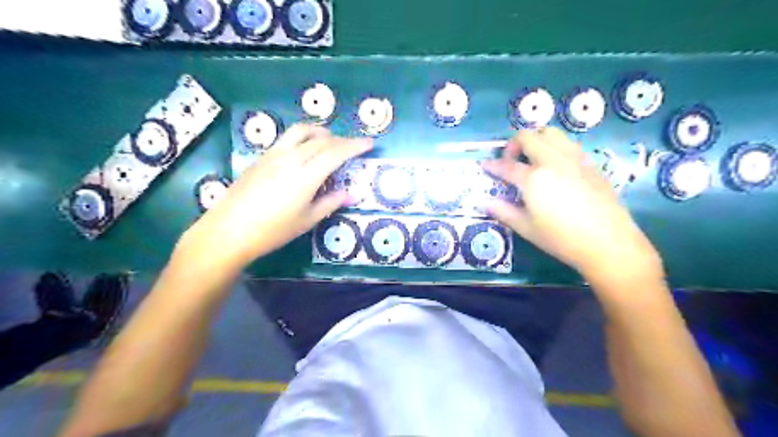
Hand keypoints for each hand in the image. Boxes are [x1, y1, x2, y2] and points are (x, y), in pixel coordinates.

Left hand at [177, 122, 371, 272]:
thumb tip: (351, 193)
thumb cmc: (272, 231)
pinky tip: (305, 152)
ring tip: (329, 142)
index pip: (335, 152)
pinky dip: (304, 138)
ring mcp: (273, 155)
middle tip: (354, 147)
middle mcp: (290, 158)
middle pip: (321, 140)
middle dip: (342, 140)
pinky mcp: (261, 157)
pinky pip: (287, 138)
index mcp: (305, 176)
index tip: (369, 143)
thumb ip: (331, 203)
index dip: (355, 145)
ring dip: (321, 132)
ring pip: (301, 131)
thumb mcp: (307, 220)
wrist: (229, 231)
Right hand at [485, 127, 660, 283]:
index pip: (507, 165)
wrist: (608, 243)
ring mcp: (575, 160)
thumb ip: (503, 211)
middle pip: (529, 137)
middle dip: (514, 144)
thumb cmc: (561, 238)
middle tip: (511, 161)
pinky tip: (556, 169)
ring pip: (552, 133)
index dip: (493, 165)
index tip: (485, 166)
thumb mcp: (526, 228)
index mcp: (534, 178)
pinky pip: (569, 145)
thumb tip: (483, 202)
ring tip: (533, 159)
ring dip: (537, 140)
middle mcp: (553, 161)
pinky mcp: (591, 165)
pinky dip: (555, 148)